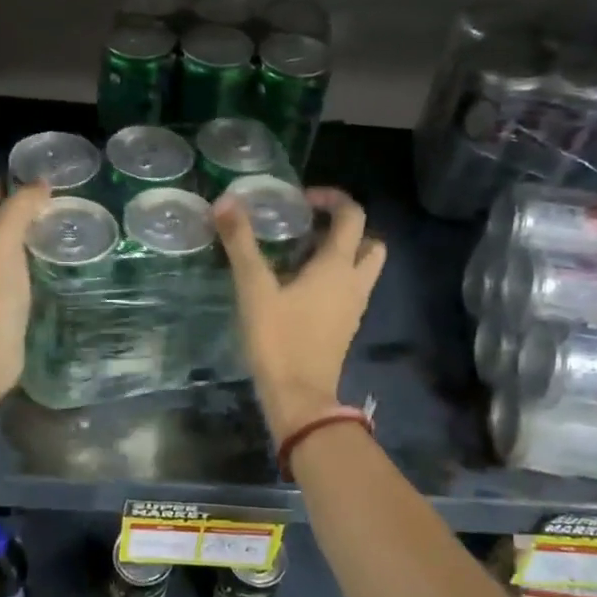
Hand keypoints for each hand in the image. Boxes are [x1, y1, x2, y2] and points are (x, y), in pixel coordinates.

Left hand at [0, 181, 51, 395]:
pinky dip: (43, 255)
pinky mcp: (15, 299)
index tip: (41, 166)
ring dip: (36, 230)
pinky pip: (30, 266)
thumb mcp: (3, 238)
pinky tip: (63, 257)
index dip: (12, 179)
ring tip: (68, 219)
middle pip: (5, 220)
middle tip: (62, 191)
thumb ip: (19, 208)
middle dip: (26, 203)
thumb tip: (40, 183)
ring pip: (18, 243)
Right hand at [215, 187, 385, 438]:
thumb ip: (241, 243)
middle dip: (346, 228)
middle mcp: (354, 282)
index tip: (302, 199)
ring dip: (342, 253)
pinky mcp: (345, 327)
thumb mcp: (254, 288)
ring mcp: (353, 307)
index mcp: (337, 266)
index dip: (332, 198)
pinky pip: (350, 290)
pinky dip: (335, 278)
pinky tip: (299, 286)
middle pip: (370, 242)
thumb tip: (226, 200)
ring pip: (362, 268)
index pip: (352, 216)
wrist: (300, 398)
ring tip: (300, 254)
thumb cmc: (279, 339)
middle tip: (310, 227)